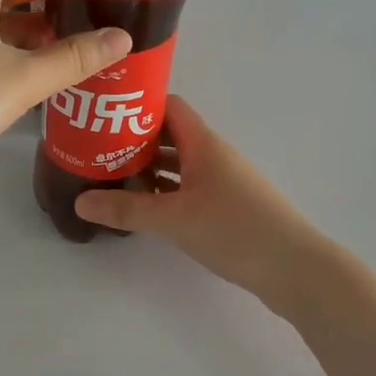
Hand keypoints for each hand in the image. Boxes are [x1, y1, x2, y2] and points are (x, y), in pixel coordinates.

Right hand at [72, 97, 330, 309]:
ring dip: (148, 169)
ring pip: (178, 165)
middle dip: (134, 141)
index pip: (168, 107)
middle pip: (169, 136)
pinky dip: (165, 192)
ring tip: (111, 179)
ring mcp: (223, 181)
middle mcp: (213, 155)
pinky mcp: (227, 206)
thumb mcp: (173, 220)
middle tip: (95, 152)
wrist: (295, 268)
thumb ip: (126, 210)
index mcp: (203, 144)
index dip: (136, 106)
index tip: (102, 117)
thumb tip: (80, 202)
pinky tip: (144, 208)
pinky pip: (188, 188)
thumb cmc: (234, 230)